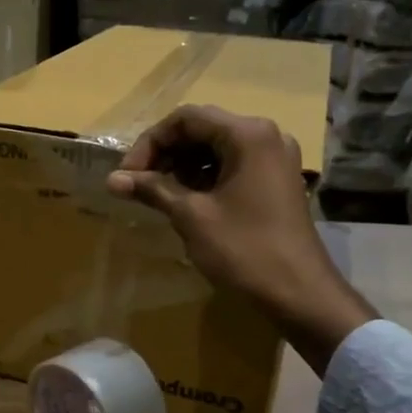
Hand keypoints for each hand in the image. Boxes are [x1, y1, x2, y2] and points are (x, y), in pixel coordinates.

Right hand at [106, 105, 375, 373]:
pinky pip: (232, 166)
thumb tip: (112, 179)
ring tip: (157, 196)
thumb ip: (152, 190)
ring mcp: (274, 159)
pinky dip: (204, 178)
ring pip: (216, 149)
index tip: (127, 175)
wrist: (299, 293)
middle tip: (137, 185)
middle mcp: (265, 136)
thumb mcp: (192, 216)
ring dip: (182, 167)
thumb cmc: (243, 250)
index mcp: (247, 134)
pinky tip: (185, 202)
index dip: (149, 143)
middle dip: (165, 154)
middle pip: (202, 129)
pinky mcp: (276, 181)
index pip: (185, 119)